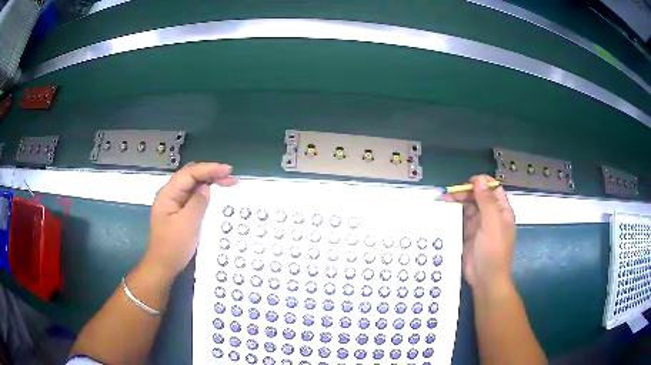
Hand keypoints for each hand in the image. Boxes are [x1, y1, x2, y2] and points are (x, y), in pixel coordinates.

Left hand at [145, 163, 236, 277]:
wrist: (163, 267)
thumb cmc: (172, 248)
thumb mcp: (186, 225)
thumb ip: (197, 203)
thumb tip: (207, 188)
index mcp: (168, 194)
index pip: (189, 173)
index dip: (209, 169)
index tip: (227, 170)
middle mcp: (171, 195)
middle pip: (191, 176)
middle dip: (211, 173)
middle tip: (231, 178)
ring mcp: (176, 204)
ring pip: (194, 186)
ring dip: (211, 183)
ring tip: (228, 184)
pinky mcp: (181, 213)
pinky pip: (195, 198)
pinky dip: (207, 195)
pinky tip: (217, 197)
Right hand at [443, 175, 515, 291]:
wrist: (485, 279)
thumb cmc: (493, 251)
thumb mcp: (493, 225)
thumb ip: (487, 202)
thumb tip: (479, 179)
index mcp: (501, 211)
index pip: (493, 189)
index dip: (482, 183)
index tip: (468, 182)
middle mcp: (490, 215)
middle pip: (478, 196)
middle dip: (465, 192)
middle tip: (450, 194)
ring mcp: (478, 225)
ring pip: (468, 206)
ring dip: (457, 202)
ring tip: (443, 201)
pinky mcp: (467, 234)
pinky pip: (460, 219)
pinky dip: (452, 214)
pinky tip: (443, 212)